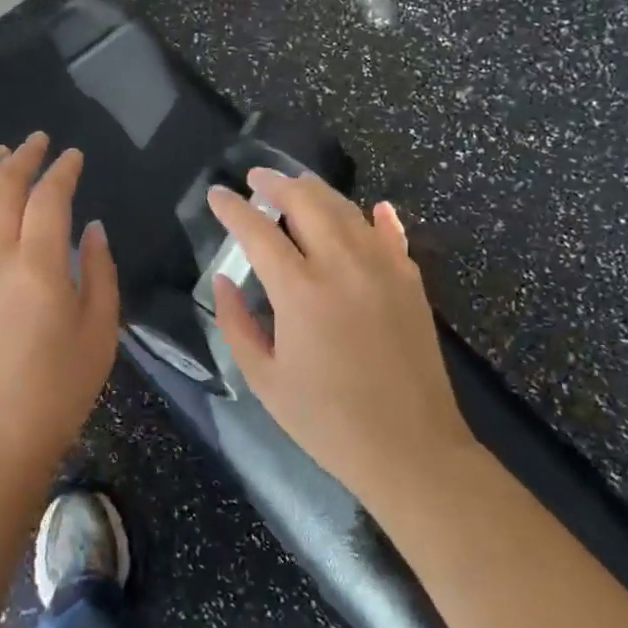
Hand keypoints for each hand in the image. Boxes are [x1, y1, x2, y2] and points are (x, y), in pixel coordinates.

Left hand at [0, 132, 120, 485]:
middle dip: (21, 159)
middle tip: (36, 141)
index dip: (62, 171)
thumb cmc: (56, 391)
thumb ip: (98, 272)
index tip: (74, 156)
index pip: (48, 198)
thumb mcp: (99, 332)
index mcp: (37, 265)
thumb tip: (91, 229)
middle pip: (2, 190)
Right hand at [206, 170, 474, 512]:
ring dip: (317, 191)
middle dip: (276, 182)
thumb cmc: (327, 420)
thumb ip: (236, 323)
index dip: (232, 208)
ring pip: (346, 209)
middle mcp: (342, 265)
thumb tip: (223, 280)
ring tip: (296, 185)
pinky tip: (373, 209)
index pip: (257, 231)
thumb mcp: (264, 379)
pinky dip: (377, 217)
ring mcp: (383, 268)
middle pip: (306, 201)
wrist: (411, 450)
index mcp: (300, 290)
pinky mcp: (411, 281)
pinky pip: (391, 234)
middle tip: (256, 177)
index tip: (216, 194)